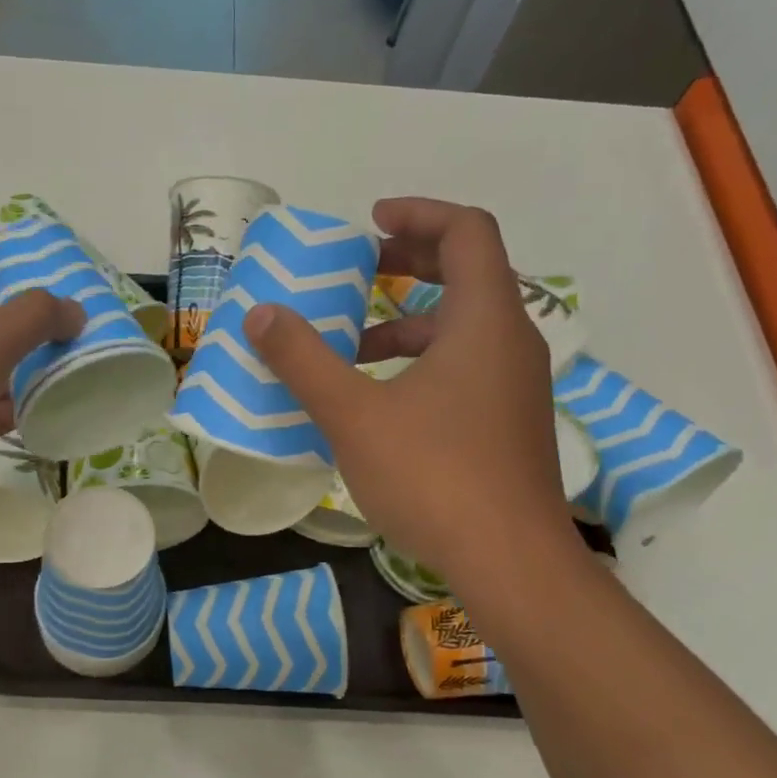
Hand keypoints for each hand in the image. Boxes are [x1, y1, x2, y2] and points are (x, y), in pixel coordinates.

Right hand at [242, 198, 578, 590]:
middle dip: (410, 262)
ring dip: (408, 321)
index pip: (466, 232)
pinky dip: (421, 361)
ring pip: (463, 327)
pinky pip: (465, 366)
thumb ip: (304, 360)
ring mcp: (515, 386)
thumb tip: (261, 315)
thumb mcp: (354, 414)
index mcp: (484, 321)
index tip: (369, 223)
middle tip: (360, 269)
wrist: (510, 562)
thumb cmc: (434, 476)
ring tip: (351, 345)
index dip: (417, 215)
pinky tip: (379, 399)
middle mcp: (510, 342)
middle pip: (468, 273)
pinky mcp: (508, 423)